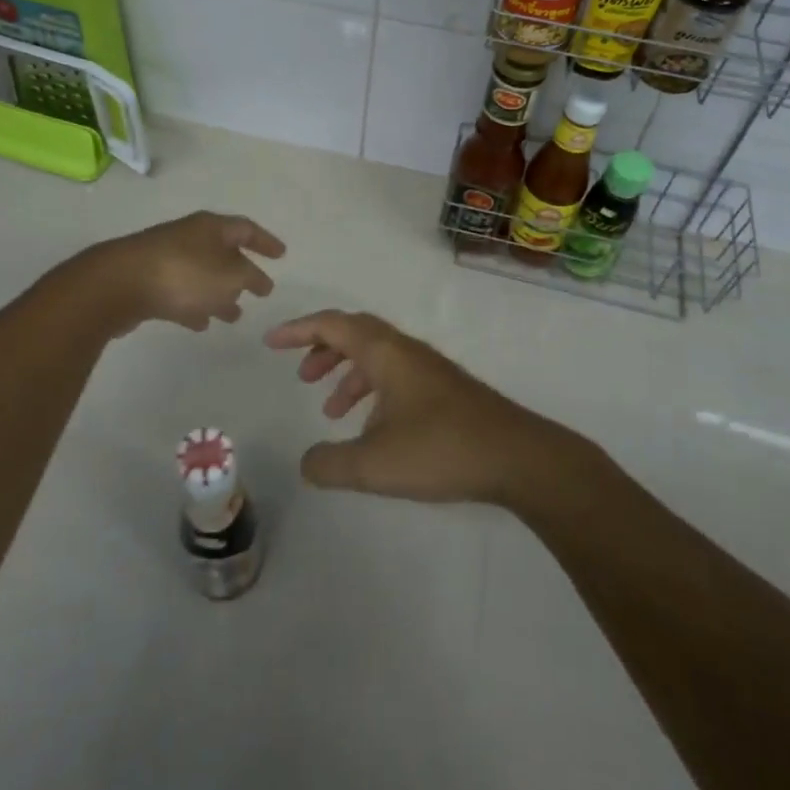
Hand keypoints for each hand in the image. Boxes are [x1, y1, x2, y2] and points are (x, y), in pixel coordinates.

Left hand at [87, 211, 284, 334]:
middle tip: (259, 291)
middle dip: (241, 272)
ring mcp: (165, 258)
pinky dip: (194, 305)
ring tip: (233, 316)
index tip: (282, 255)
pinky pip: (179, 291)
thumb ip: (249, 277)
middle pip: (222, 251)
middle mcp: (189, 237)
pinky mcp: (146, 281)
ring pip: (201, 275)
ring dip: (219, 294)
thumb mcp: (230, 275)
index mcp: (211, 227)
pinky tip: (200, 324)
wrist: (118, 284)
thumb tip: (255, 278)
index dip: (266, 242)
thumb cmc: (184, 274)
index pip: (246, 229)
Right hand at [264, 310, 567, 504]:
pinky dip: (373, 391)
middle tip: (302, 376)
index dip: (298, 330)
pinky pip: (395, 375)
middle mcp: (406, 351)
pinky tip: (373, 429)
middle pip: (355, 333)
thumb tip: (305, 463)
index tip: (271, 342)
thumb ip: (330, 464)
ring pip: (377, 356)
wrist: (518, 457)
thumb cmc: (441, 450)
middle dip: (322, 349)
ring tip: (331, 411)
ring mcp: (430, 369)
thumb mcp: (374, 465)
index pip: (333, 325)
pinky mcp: (445, 390)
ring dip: (348, 374)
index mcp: (385, 353)